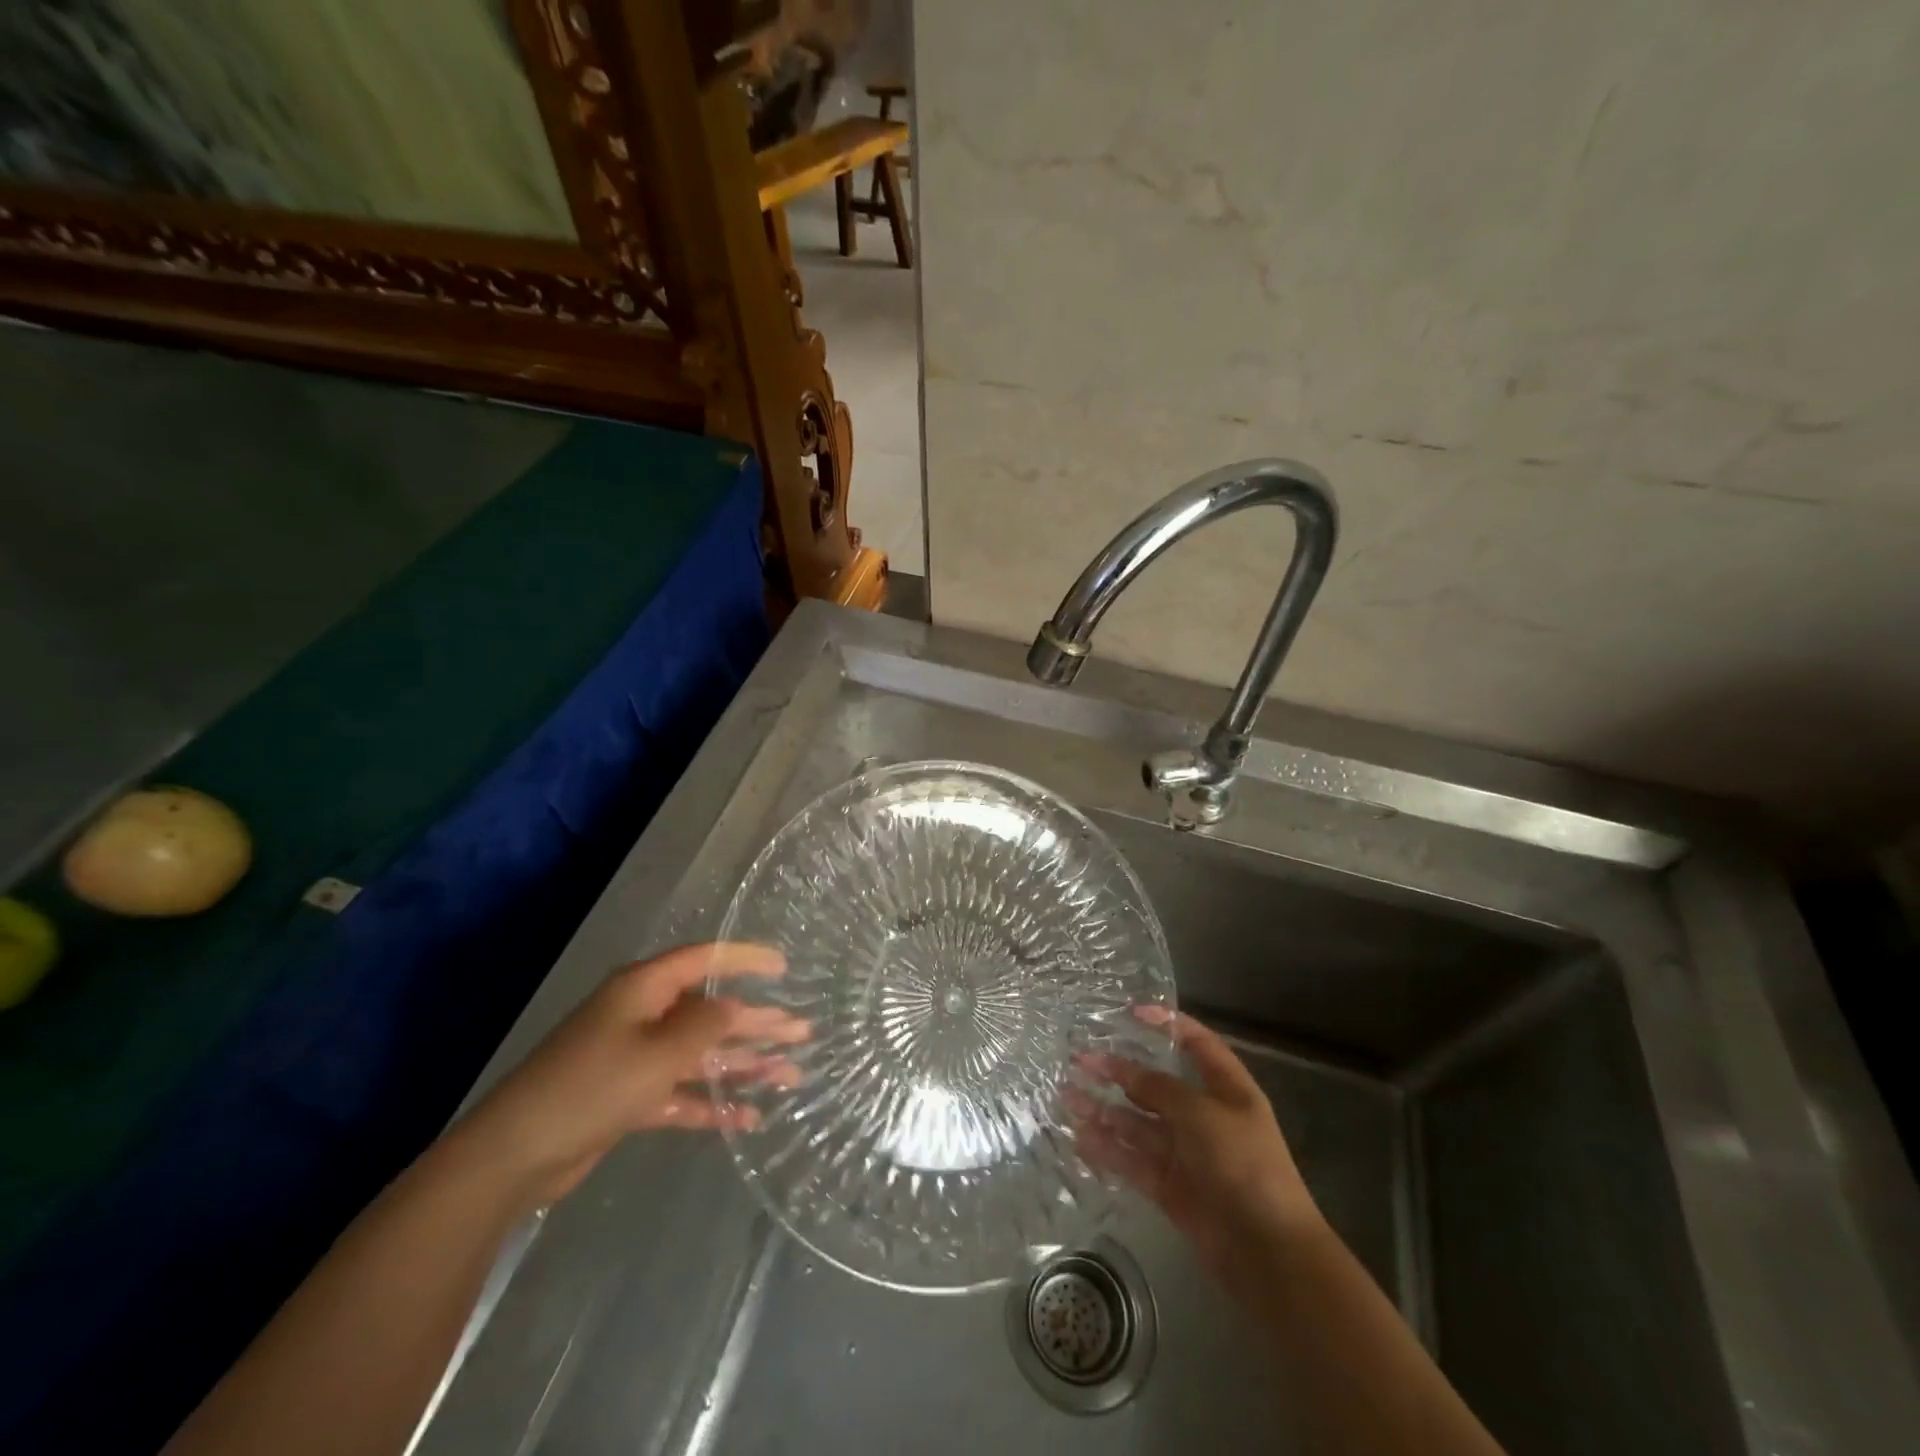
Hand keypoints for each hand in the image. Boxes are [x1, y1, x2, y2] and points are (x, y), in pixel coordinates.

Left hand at [450, 943, 807, 1209]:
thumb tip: (737, 1005)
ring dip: (743, 1065)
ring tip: (790, 1075)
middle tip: (803, 1031)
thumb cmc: (592, 1086)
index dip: (746, 959)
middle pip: (711, 1012)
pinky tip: (748, 1118)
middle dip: (758, 1023)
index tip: (785, 966)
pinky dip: (712, 1103)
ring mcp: (636, 1058)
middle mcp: (644, 1016)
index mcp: (645, 989)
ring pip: (702, 1055)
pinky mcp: (630, 1098)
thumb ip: (706, 1025)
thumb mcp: (658, 1051)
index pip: (705, 960)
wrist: (514, 1157)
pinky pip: (682, 1093)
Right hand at [1068, 1007, 1321, 1282]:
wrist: (1268, 1252)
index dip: (1168, 1024)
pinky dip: (1108, 1150)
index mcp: (1226, 1089)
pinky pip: (1134, 1160)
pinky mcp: (1170, 1187)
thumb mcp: (1201, 1114)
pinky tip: (1080, 1139)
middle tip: (1079, 1061)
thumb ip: (1158, 1088)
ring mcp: (1186, 1153)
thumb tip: (1122, 1068)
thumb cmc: (1243, 1165)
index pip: (1197, 1043)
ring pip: (1138, 1124)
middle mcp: (1205, 1116)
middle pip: (1156, 1085)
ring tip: (1067, 1097)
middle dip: (1119, 1072)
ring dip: (1105, 1111)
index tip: (1132, 1013)